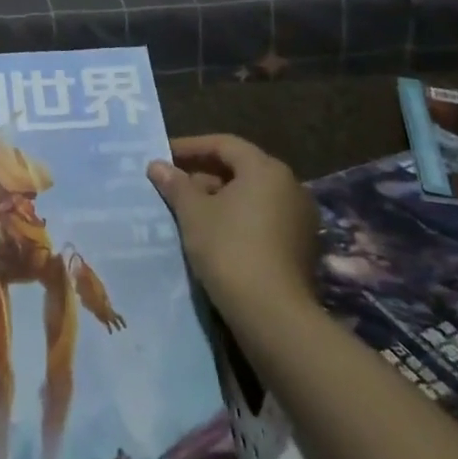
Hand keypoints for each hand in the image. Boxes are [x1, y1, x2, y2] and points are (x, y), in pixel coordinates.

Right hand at [147, 133, 315, 320]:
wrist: (272, 314)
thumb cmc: (229, 249)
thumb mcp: (193, 213)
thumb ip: (176, 184)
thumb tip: (157, 165)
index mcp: (266, 169)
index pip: (224, 144)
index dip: (190, 147)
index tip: (163, 155)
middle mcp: (290, 186)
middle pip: (240, 169)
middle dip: (203, 174)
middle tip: (172, 185)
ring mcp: (300, 218)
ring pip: (252, 196)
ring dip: (219, 198)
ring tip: (187, 210)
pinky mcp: (301, 246)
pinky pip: (263, 219)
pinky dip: (237, 218)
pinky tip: (212, 234)